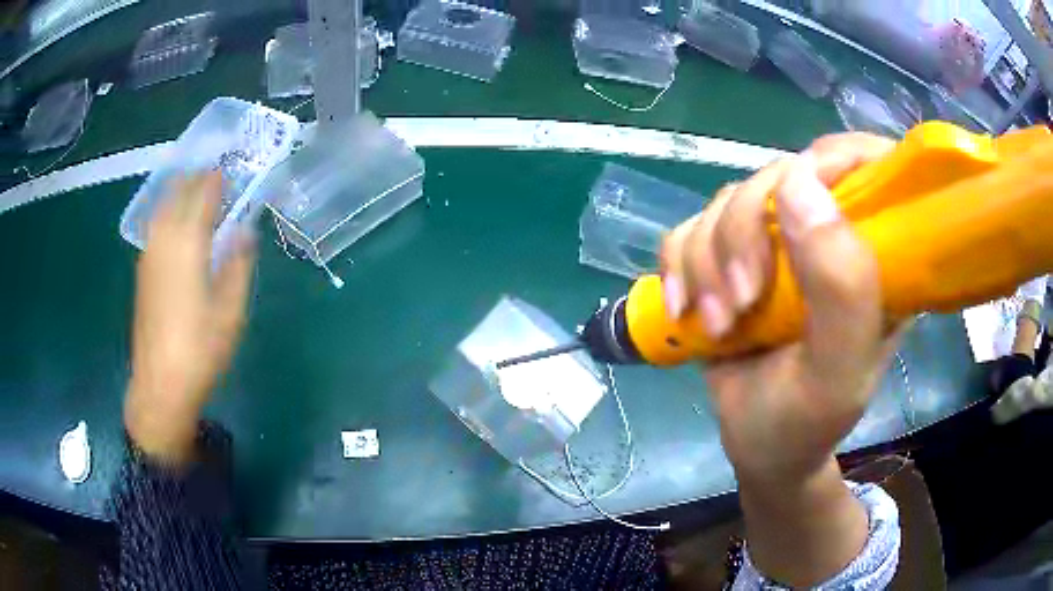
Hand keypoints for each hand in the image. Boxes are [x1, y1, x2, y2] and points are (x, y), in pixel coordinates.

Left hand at [124, 173, 255, 464]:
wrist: (161, 383)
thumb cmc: (201, 348)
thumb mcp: (232, 309)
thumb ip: (239, 262)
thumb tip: (244, 229)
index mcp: (188, 242)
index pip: (204, 192)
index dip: (220, 176)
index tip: (235, 166)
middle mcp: (164, 238)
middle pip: (180, 190)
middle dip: (199, 176)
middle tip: (220, 173)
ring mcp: (149, 253)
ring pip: (165, 205)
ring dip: (183, 191)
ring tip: (202, 191)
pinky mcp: (144, 270)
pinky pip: (158, 224)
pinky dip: (172, 211)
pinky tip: (181, 223)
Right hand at [661, 133, 899, 585]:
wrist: (758, 448)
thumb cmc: (807, 422)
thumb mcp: (837, 373)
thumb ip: (841, 287)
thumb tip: (798, 181)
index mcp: (878, 255)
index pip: (869, 163)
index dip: (833, 159)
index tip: (794, 206)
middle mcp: (831, 236)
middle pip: (780, 176)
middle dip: (745, 233)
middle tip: (740, 303)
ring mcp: (779, 243)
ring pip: (728, 200)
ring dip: (707, 261)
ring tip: (718, 324)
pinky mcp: (732, 256)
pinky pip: (690, 227)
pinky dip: (678, 266)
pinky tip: (685, 311)